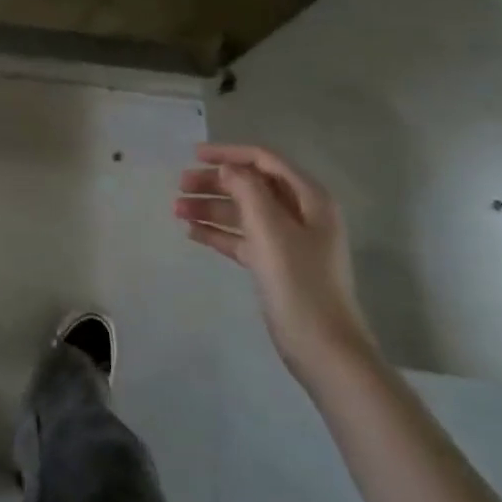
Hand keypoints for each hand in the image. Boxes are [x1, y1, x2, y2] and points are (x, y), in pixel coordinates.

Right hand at [176, 143, 376, 386]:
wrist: (323, 348)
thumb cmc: (298, 281)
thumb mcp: (271, 229)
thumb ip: (247, 190)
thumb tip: (229, 168)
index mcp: (309, 198)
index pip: (264, 160)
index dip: (229, 154)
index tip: (194, 156)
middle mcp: (301, 214)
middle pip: (252, 186)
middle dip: (216, 183)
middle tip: (181, 186)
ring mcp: (289, 241)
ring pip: (244, 213)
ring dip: (212, 208)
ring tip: (177, 211)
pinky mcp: (276, 266)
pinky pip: (243, 239)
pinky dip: (219, 233)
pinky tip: (192, 233)